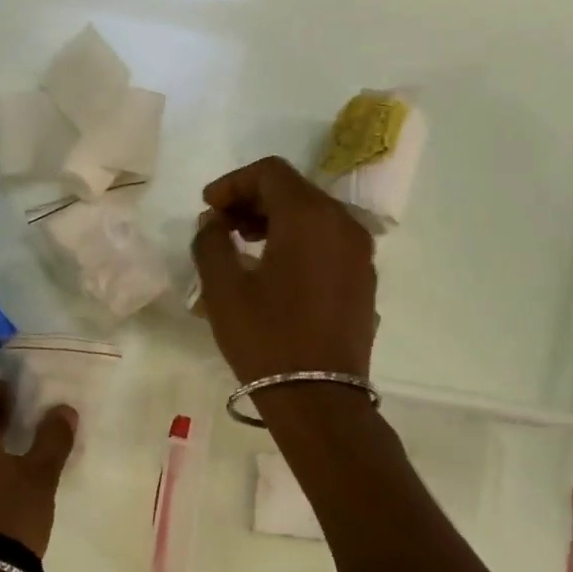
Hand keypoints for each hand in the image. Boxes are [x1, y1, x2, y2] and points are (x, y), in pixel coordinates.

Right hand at [191, 155, 377, 383]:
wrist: (319, 398)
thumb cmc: (266, 338)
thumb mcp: (223, 288)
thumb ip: (211, 241)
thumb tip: (214, 222)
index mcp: (309, 217)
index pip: (270, 172)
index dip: (233, 182)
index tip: (208, 207)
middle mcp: (343, 223)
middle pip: (294, 189)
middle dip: (253, 199)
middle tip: (221, 225)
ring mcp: (360, 251)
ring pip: (314, 214)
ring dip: (276, 219)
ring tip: (243, 245)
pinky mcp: (364, 277)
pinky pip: (329, 239)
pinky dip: (299, 239)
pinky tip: (274, 268)